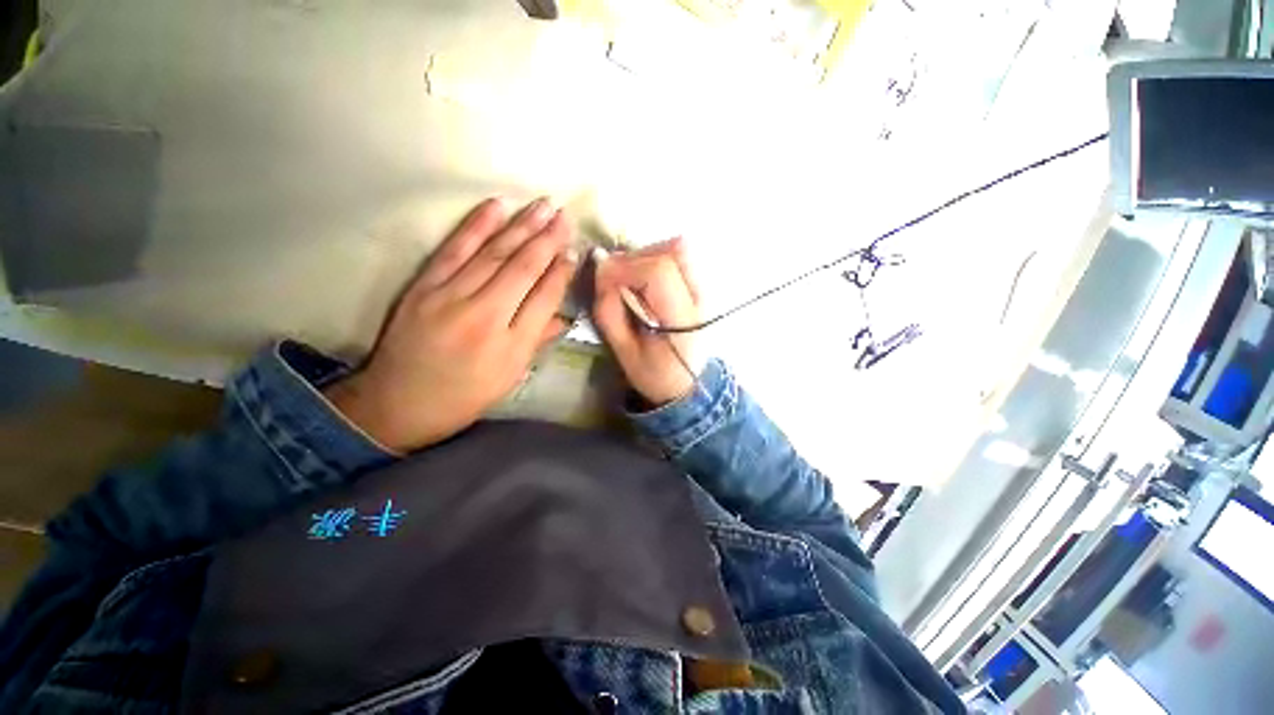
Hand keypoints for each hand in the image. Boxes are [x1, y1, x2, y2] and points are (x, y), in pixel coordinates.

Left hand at [326, 197, 576, 451]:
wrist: (398, 402)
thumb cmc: (464, 396)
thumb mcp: (510, 377)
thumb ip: (539, 341)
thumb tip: (564, 315)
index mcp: (511, 345)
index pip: (544, 298)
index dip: (561, 272)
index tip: (574, 251)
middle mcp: (485, 316)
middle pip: (522, 269)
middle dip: (548, 240)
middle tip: (565, 215)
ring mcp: (450, 296)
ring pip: (493, 253)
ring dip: (521, 225)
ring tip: (543, 205)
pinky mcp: (424, 285)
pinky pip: (455, 249)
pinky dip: (477, 224)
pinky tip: (497, 205)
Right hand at [593, 238, 704, 406]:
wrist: (687, 384)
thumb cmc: (655, 374)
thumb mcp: (624, 352)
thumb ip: (609, 311)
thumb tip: (601, 268)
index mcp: (682, 320)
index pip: (658, 273)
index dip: (625, 267)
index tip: (603, 277)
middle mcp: (700, 297)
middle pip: (672, 251)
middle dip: (635, 258)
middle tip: (614, 277)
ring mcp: (704, 289)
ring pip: (677, 248)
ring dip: (645, 256)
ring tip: (628, 279)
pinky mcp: (700, 286)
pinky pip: (677, 256)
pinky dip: (653, 259)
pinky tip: (642, 280)